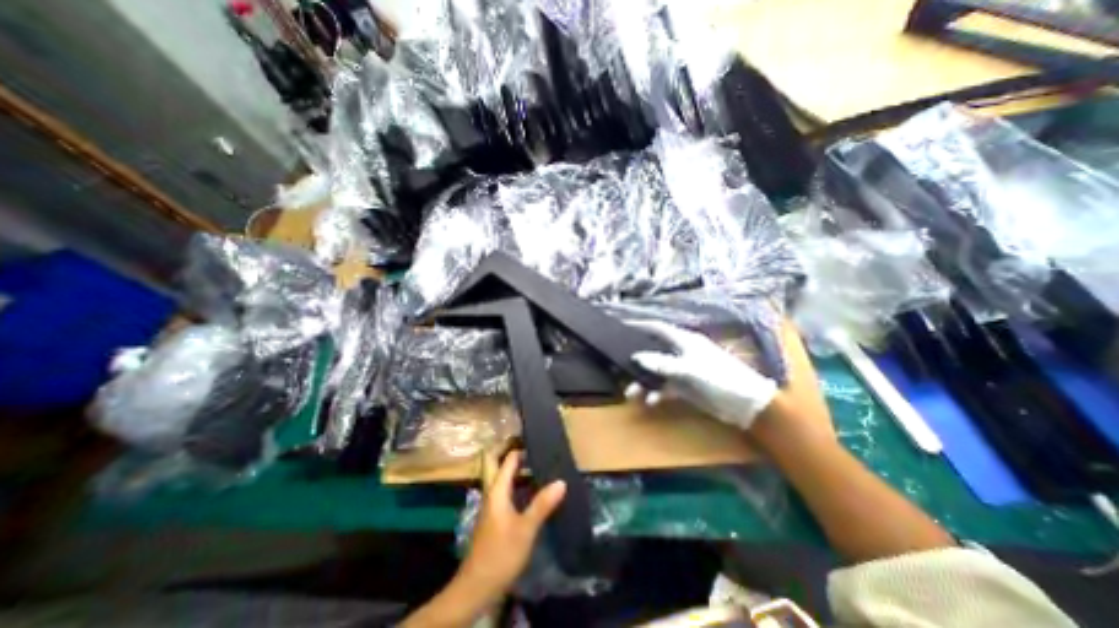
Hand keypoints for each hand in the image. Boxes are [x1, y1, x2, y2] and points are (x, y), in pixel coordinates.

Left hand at [459, 452, 568, 597]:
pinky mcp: (494, 517)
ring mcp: (491, 505)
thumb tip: (561, 481)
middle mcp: (492, 493)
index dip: (519, 447)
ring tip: (537, 463)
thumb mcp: (525, 529)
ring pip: (501, 478)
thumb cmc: (500, 553)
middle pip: (494, 464)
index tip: (536, 438)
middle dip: (508, 451)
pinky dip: (516, 484)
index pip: (507, 460)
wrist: (476, 587)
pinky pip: (505, 491)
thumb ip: (542, 504)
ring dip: (514, 468)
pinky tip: (532, 490)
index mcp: (497, 490)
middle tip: (530, 445)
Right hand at [621, 322, 780, 427]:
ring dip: (644, 382)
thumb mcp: (689, 369)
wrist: (747, 405)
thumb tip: (636, 357)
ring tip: (632, 393)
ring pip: (657, 372)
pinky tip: (651, 402)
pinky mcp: (686, 387)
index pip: (658, 328)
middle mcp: (682, 352)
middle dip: (637, 360)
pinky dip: (656, 393)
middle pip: (654, 351)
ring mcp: (683, 370)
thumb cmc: (720, 378)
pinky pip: (665, 387)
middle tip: (619, 366)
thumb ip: (662, 364)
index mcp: (684, 340)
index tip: (621, 327)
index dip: (641, 326)